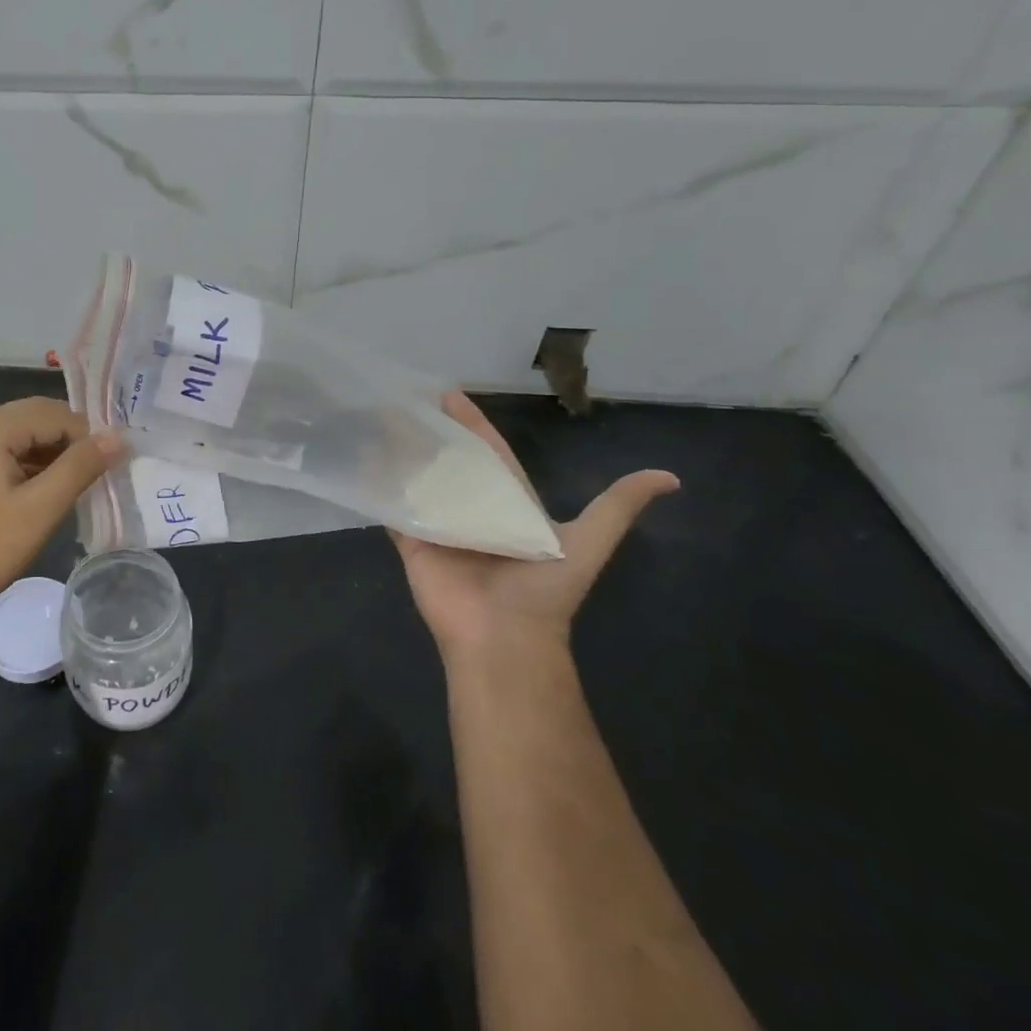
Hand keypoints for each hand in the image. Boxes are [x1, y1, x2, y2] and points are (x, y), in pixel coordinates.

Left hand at [0, 397, 124, 630]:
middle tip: (100, 470)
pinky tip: (44, 492)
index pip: (52, 412)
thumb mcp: (40, 509)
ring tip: (78, 484)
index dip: (87, 433)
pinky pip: (1, 455)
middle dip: (69, 439)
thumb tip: (118, 437)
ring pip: (18, 437)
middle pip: (33, 418)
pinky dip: (28, 466)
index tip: (112, 462)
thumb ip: (80, 467)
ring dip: (50, 453)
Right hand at [391, 392, 678, 662]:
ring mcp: (438, 523)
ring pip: (414, 477)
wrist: (503, 636)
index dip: (471, 423)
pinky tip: (360, 456)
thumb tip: (670, 477)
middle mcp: (470, 507)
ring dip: (398, 451)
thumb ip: (617, 508)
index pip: (486, 452)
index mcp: (506, 502)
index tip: (448, 393)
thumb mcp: (588, 543)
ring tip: (376, 419)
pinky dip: (376, 483)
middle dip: (426, 430)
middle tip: (401, 399)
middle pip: (445, 460)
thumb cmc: (542, 589)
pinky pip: (391, 505)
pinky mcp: (411, 539)